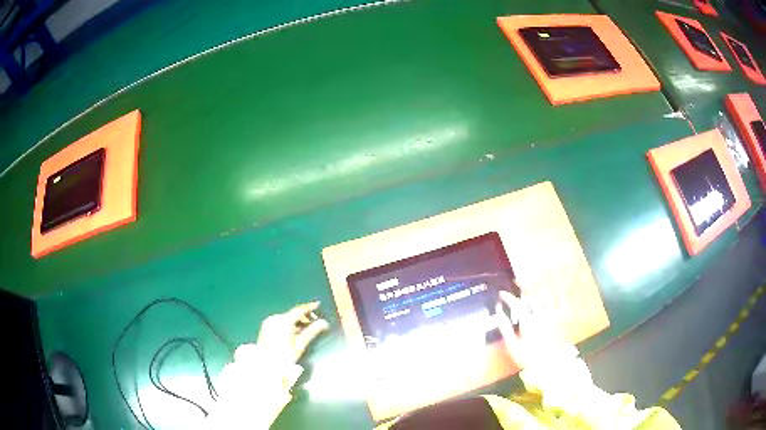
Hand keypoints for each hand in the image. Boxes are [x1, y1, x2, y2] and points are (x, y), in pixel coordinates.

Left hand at [207, 302, 328, 428]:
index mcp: (283, 321)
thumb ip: (311, 332)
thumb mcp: (300, 344)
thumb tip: (323, 323)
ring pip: (286, 318)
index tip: (318, 304)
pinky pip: (280, 322)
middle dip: (304, 317)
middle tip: (315, 322)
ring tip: (306, 329)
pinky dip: (289, 324)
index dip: (309, 307)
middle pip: (292, 314)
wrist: (264, 366)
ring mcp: (269, 323)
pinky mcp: (266, 328)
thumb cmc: (283, 356)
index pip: (299, 310)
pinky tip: (294, 332)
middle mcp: (275, 319)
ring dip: (296, 321)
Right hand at [494, 290, 568, 368]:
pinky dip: (553, 299)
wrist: (550, 364)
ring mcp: (552, 317)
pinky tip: (550, 300)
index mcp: (528, 321)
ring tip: (531, 298)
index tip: (501, 294)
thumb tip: (497, 313)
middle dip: (523, 295)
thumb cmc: (528, 357)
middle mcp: (541, 315)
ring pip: (546, 298)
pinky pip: (558, 304)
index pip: (517, 304)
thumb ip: (505, 328)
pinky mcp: (559, 320)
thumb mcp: (512, 345)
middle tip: (516, 297)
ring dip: (537, 296)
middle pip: (532, 298)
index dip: (508, 297)